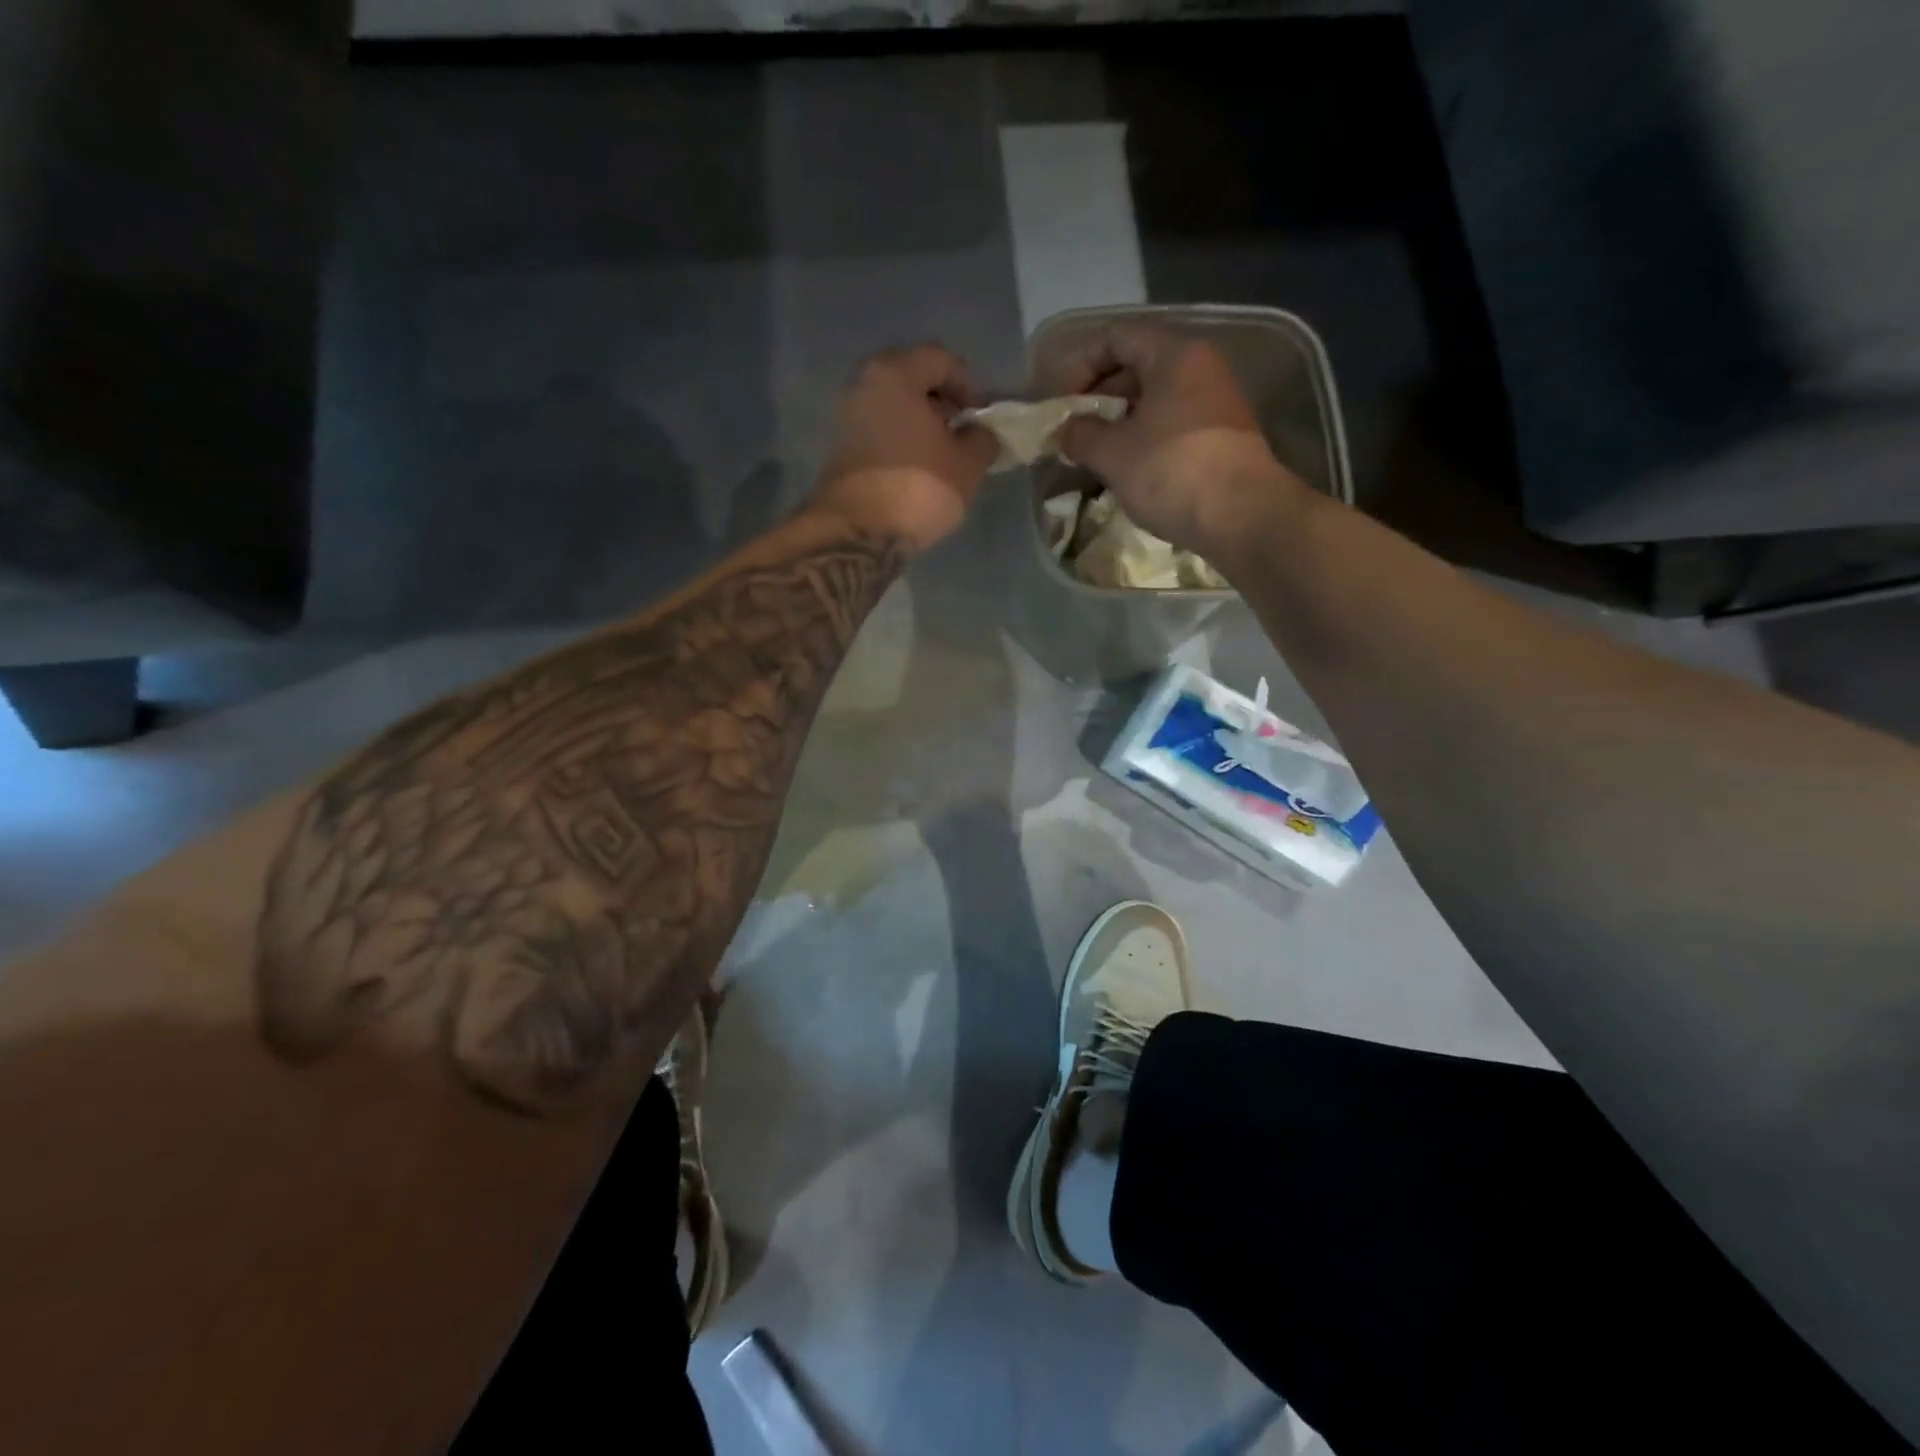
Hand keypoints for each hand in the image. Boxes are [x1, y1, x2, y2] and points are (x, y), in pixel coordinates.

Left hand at [812, 344, 999, 552]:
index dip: (969, 384)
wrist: (857, 535)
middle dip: (941, 401)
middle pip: (912, 378)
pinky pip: (878, 430)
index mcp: (894, 373)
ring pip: (892, 405)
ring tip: (942, 455)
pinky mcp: (838, 448)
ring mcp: (845, 416)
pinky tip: (916, 468)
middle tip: (961, 431)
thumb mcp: (967, 464)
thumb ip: (982, 438)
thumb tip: (981, 432)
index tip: (981, 416)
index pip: (940, 358)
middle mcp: (862, 383)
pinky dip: (900, 440)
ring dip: (919, 423)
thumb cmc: (918, 488)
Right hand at [1047, 326, 1310, 557]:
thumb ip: (1081, 435)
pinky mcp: (1223, 436)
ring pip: (1156, 399)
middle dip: (1099, 398)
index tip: (1061, 403)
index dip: (1081, 365)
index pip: (1117, 338)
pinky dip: (1145, 438)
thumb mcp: (1113, 454)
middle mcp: (1201, 367)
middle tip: (1074, 432)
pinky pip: (1173, 424)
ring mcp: (1216, 402)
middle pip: (1138, 366)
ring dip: (1120, 422)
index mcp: (1174, 355)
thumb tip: (1066, 431)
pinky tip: (1128, 469)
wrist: (1242, 516)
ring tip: (1095, 454)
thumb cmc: (1171, 472)